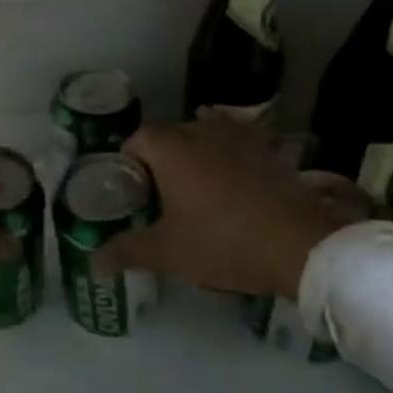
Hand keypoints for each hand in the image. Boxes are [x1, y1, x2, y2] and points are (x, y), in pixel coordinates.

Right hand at [96, 118, 365, 299]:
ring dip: (194, 157)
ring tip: (195, 192)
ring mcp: (238, 136)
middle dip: (159, 161)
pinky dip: (226, 158)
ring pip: (203, 137)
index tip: (130, 193)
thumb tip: (93, 262)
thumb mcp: (168, 252)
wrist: (299, 244)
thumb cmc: (222, 241)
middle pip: (168, 136)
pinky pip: (235, 144)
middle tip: (159, 198)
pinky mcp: (266, 148)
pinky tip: (230, 185)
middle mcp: (201, 130)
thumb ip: (127, 251)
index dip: (128, 163)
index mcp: (170, 147)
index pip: (136, 139)